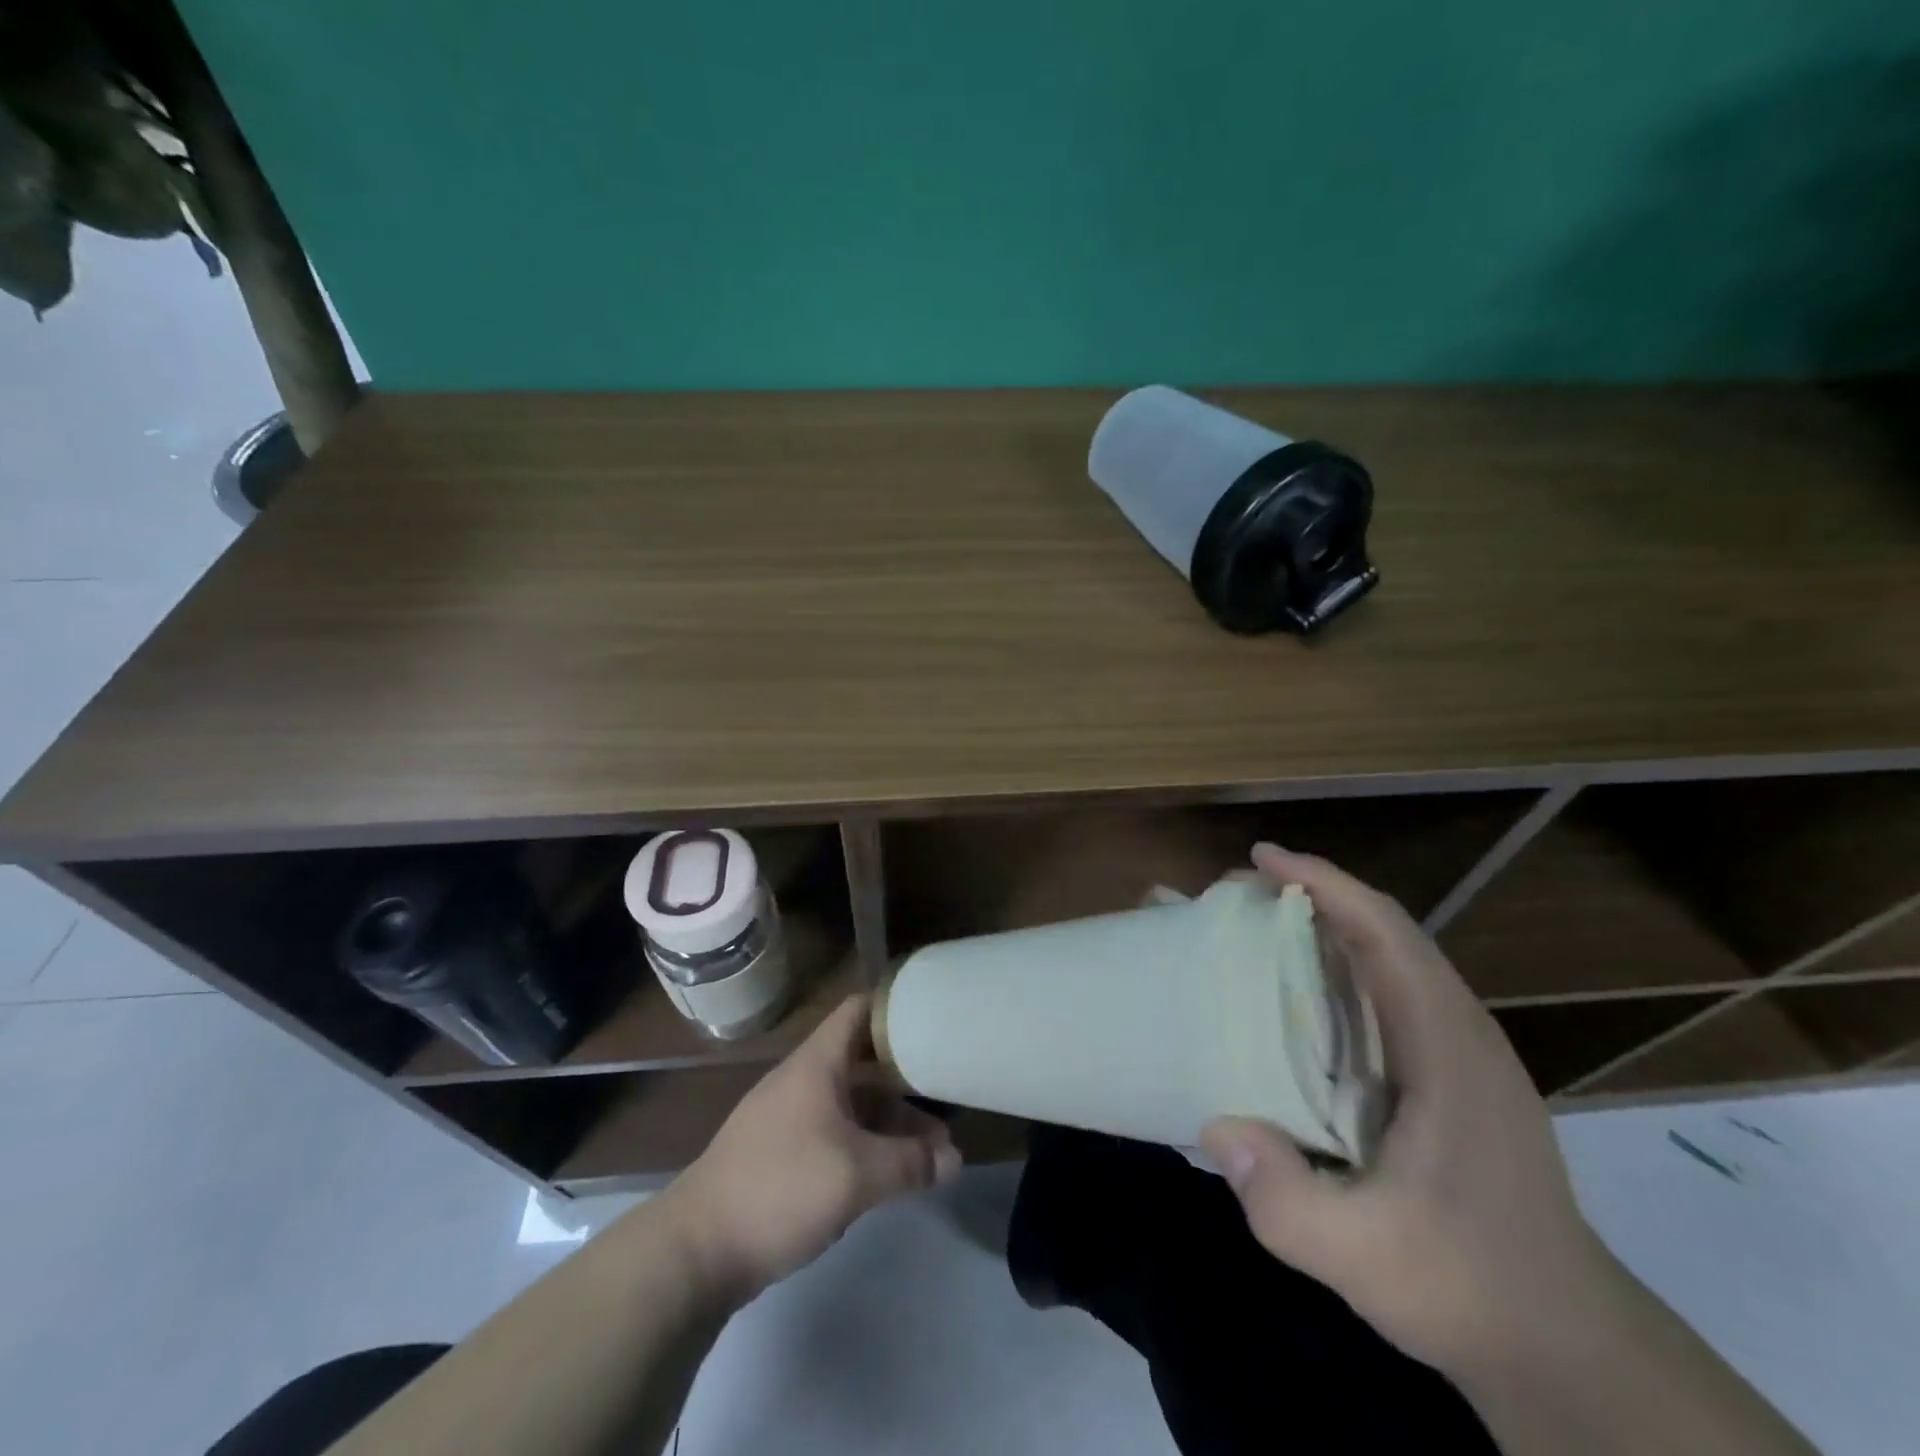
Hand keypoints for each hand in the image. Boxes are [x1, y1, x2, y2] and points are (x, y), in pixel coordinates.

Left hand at [659, 995, 960, 1302]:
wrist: (694, 1251)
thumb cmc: (780, 1188)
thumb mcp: (856, 1175)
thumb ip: (910, 1164)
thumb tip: (954, 1160)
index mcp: (816, 1064)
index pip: (859, 1011)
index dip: (895, 1008)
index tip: (934, 1019)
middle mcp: (802, 1081)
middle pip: (863, 1064)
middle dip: (906, 1084)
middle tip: (947, 1106)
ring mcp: (788, 1119)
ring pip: (850, 1105)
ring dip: (888, 1124)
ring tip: (930, 1156)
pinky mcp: (779, 1156)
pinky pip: (833, 1135)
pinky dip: (864, 1146)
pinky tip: (887, 1176)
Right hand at [1200, 844, 1629, 1380]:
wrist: (1568, 1349)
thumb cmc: (1471, 1285)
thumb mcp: (1364, 1256)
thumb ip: (1285, 1199)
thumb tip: (1217, 1125)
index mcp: (1448, 1047)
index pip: (1385, 932)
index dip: (1324, 883)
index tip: (1261, 859)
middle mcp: (1461, 1032)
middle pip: (1386, 932)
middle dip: (1314, 896)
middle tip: (1240, 896)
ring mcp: (1464, 1055)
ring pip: (1392, 960)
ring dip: (1327, 930)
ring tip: (1260, 931)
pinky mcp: (1455, 1079)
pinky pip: (1391, 995)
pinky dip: (1340, 970)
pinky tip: (1299, 1001)